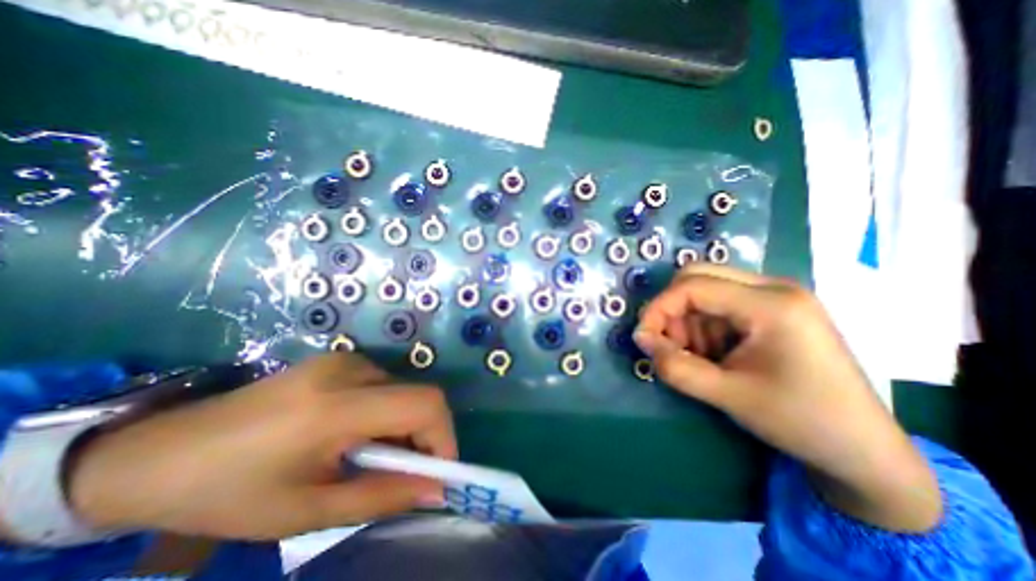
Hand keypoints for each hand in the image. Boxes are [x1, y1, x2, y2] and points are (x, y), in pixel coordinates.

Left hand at [64, 353, 454, 539]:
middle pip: (420, 395)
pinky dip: (387, 412)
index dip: (443, 436)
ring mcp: (344, 360)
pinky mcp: (339, 360)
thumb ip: (381, 497)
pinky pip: (385, 385)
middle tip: (405, 473)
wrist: (159, 452)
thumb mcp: (305, 510)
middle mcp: (349, 370)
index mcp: (336, 406)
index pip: (424, 404)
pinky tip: (358, 435)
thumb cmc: (226, 493)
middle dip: (425, 436)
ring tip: (373, 457)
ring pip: (404, 390)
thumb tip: (436, 491)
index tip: (438, 473)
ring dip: (404, 425)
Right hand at [636, 265, 945, 532]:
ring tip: (697, 357)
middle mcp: (774, 288)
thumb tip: (641, 340)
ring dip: (688, 320)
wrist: (863, 450)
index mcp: (771, 305)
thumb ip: (675, 366)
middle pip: (698, 277)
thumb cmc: (799, 421)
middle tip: (668, 344)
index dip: (658, 308)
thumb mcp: (727, 395)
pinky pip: (720, 303)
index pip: (693, 287)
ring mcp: (775, 296)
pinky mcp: (773, 309)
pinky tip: (714, 354)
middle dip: (672, 310)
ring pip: (706, 290)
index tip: (643, 338)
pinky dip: (704, 325)